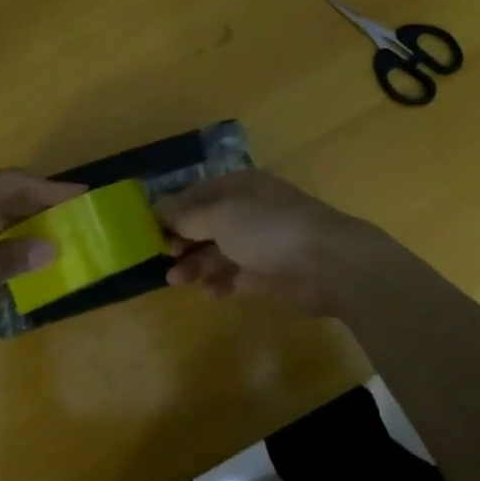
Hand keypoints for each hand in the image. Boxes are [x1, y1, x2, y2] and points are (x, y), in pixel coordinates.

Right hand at [155, 170, 388, 315]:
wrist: (330, 264)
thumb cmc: (269, 229)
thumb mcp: (221, 216)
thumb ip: (187, 215)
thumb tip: (158, 207)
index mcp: (239, 187)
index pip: (197, 193)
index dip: (172, 210)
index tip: (149, 230)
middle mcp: (248, 211)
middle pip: (205, 224)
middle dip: (182, 241)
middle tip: (164, 257)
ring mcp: (259, 243)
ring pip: (217, 252)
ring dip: (196, 265)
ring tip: (178, 281)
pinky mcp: (268, 273)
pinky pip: (235, 276)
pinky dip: (220, 283)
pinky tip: (210, 293)